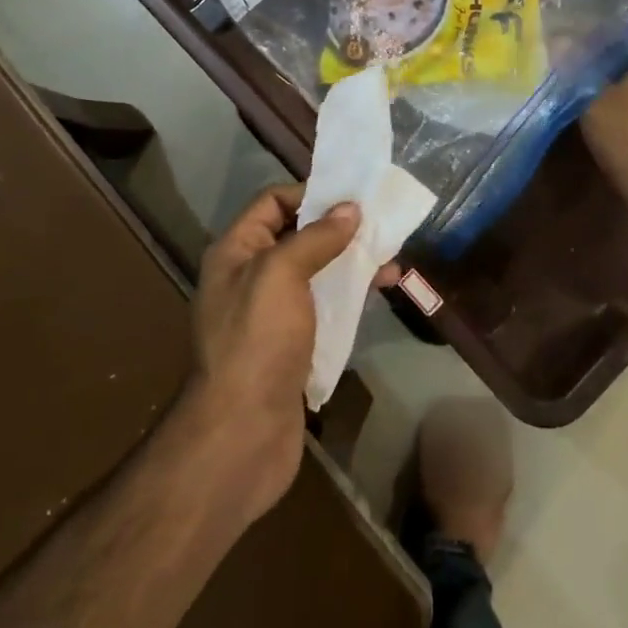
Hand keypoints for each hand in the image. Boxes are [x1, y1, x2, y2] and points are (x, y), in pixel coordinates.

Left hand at [180, 184, 400, 525]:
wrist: (242, 434)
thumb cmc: (257, 342)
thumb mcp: (280, 275)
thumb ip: (315, 237)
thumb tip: (350, 209)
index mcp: (236, 252)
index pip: (272, 202)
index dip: (310, 193)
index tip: (353, 195)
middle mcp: (250, 277)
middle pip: (298, 235)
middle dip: (338, 227)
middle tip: (381, 223)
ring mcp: (272, 314)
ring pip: (316, 272)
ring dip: (351, 261)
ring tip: (392, 258)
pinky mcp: (292, 345)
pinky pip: (324, 306)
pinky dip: (351, 294)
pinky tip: (381, 292)